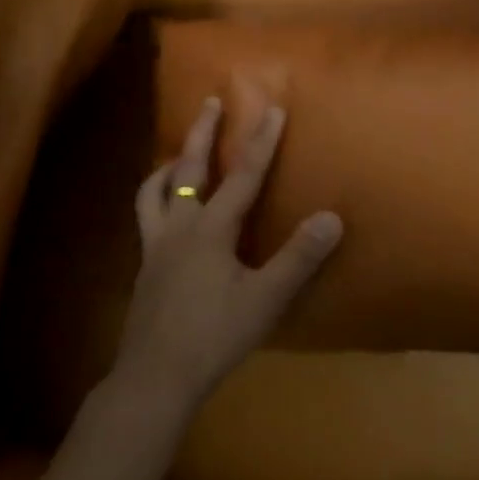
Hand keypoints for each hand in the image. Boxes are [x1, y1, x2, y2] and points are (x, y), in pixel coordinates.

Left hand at [115, 96, 342, 409]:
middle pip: (189, 169)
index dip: (261, 140)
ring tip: (180, 153)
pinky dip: (156, 198)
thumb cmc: (214, 336)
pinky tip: (167, 212)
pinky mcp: (146, 267)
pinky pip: (147, 217)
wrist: (155, 377)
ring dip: (170, 165)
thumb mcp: (265, 299)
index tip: (273, 107)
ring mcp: (156, 246)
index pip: (244, 175)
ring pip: (154, 191)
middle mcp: (179, 227)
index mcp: (210, 229)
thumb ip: (298, 258)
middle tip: (210, 102)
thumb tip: (332, 216)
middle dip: (203, 132)